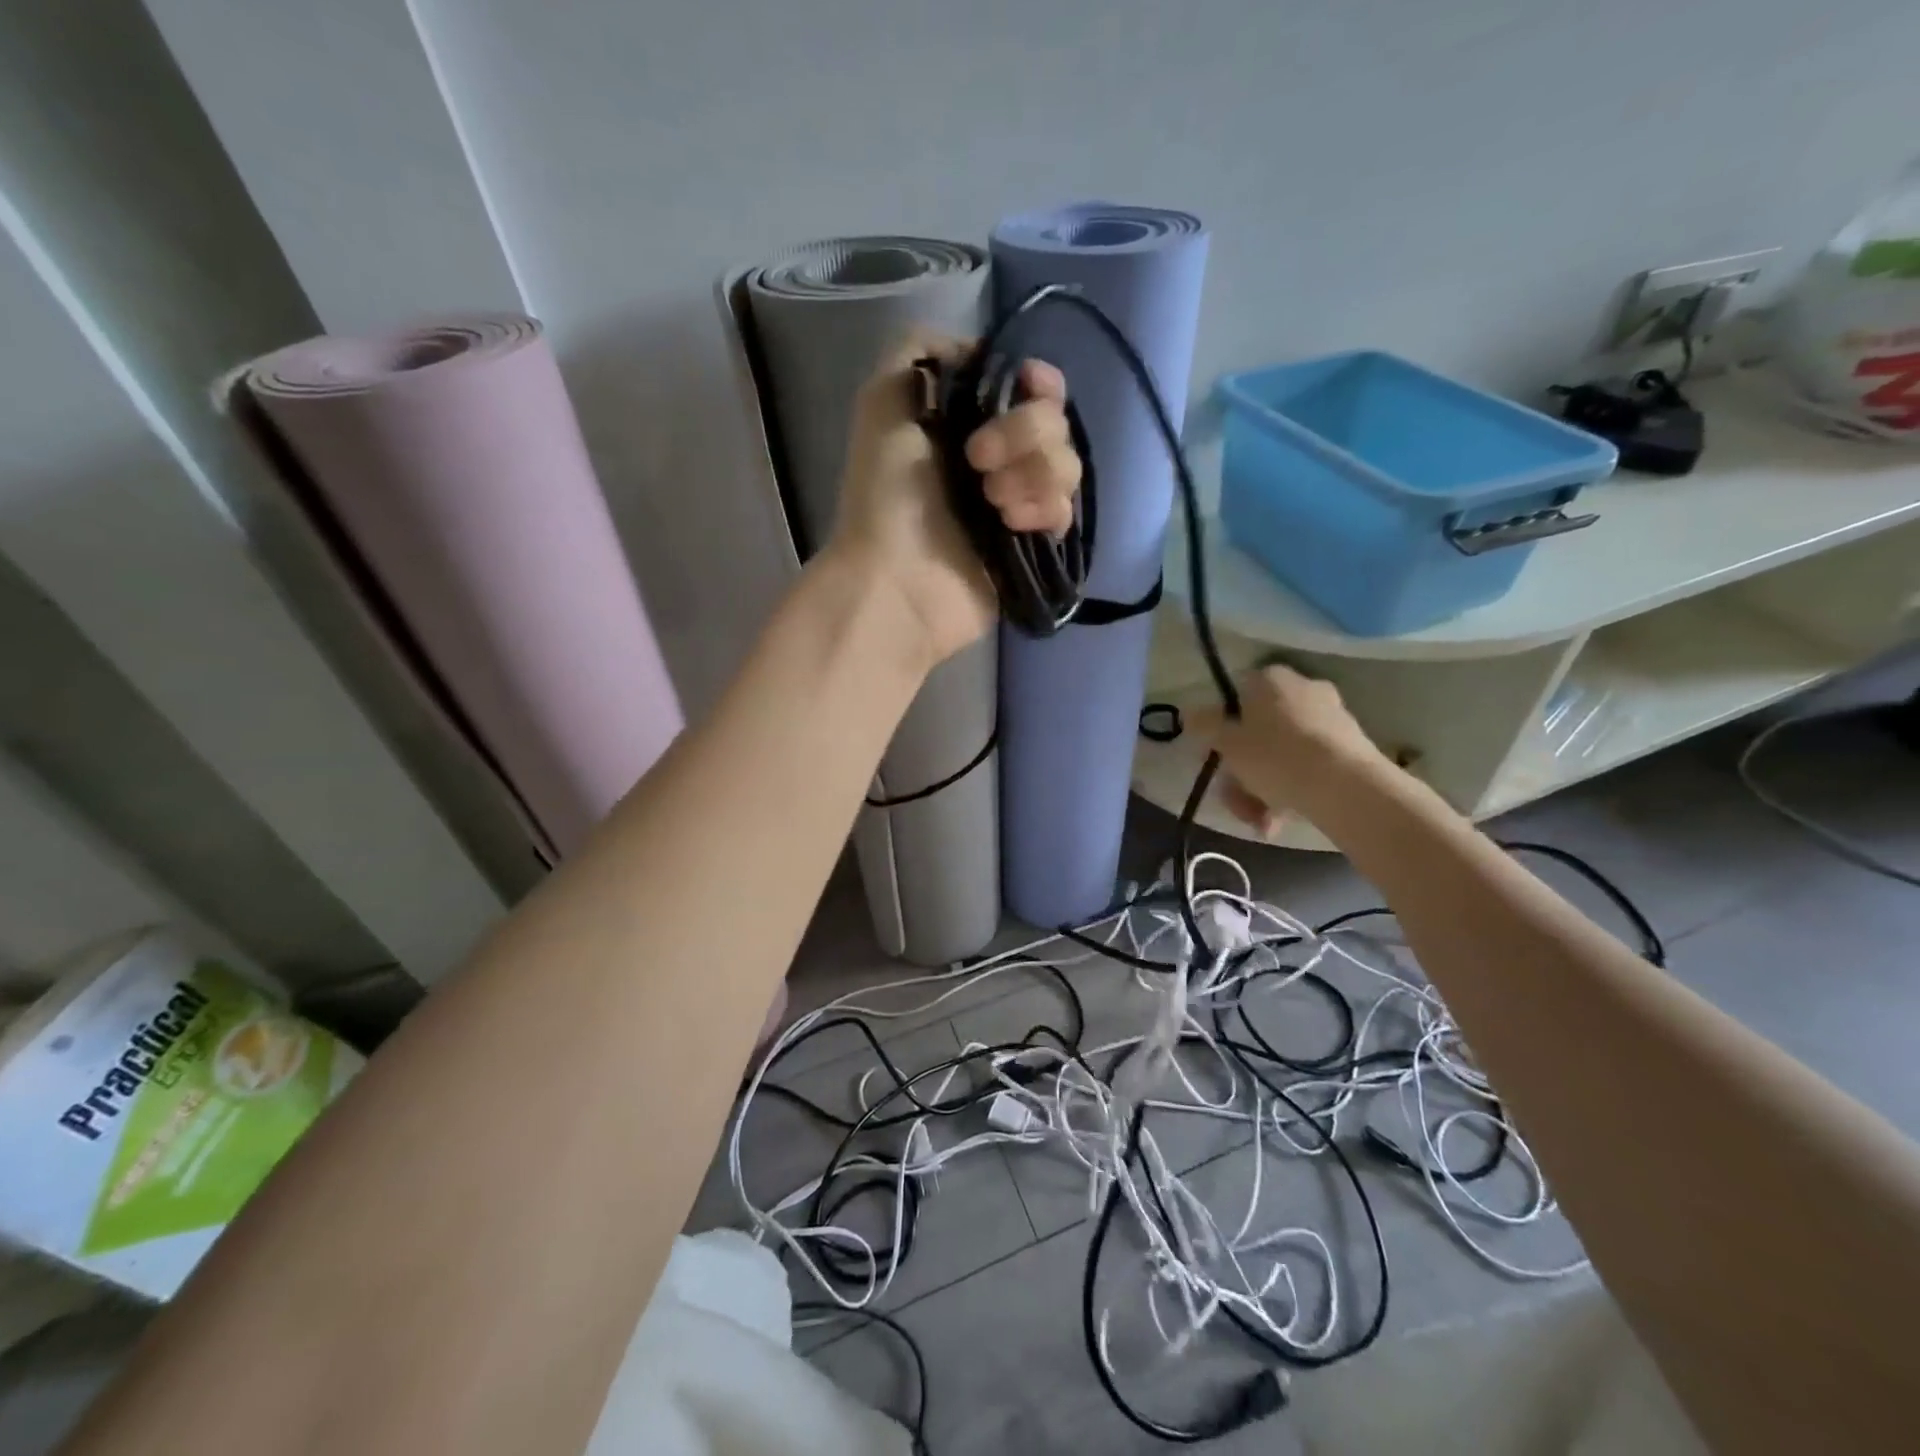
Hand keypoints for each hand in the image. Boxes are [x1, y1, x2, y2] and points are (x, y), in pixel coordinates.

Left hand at [830, 333, 1080, 665]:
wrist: (898, 581)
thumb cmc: (888, 494)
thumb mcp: (884, 399)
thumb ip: (921, 349)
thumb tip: (977, 351)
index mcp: (967, 420)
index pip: (1031, 385)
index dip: (1037, 381)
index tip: (1026, 386)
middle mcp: (998, 457)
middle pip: (1055, 421)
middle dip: (1023, 433)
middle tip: (977, 462)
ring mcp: (1018, 501)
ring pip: (1067, 464)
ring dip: (1031, 474)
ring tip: (991, 502)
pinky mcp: (1033, 544)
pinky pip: (1065, 510)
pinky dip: (1042, 510)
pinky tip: (1011, 526)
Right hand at [1209, 666, 1391, 835]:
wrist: (1345, 786)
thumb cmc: (1274, 756)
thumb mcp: (1227, 742)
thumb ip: (1204, 725)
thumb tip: (1190, 712)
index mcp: (1270, 679)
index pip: (1235, 698)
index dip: (1220, 730)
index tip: (1215, 759)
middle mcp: (1303, 688)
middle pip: (1258, 731)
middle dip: (1242, 771)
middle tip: (1235, 800)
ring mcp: (1330, 717)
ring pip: (1281, 753)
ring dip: (1263, 788)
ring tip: (1260, 822)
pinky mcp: (1350, 746)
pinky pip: (1307, 765)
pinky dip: (1291, 789)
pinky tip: (1280, 820)